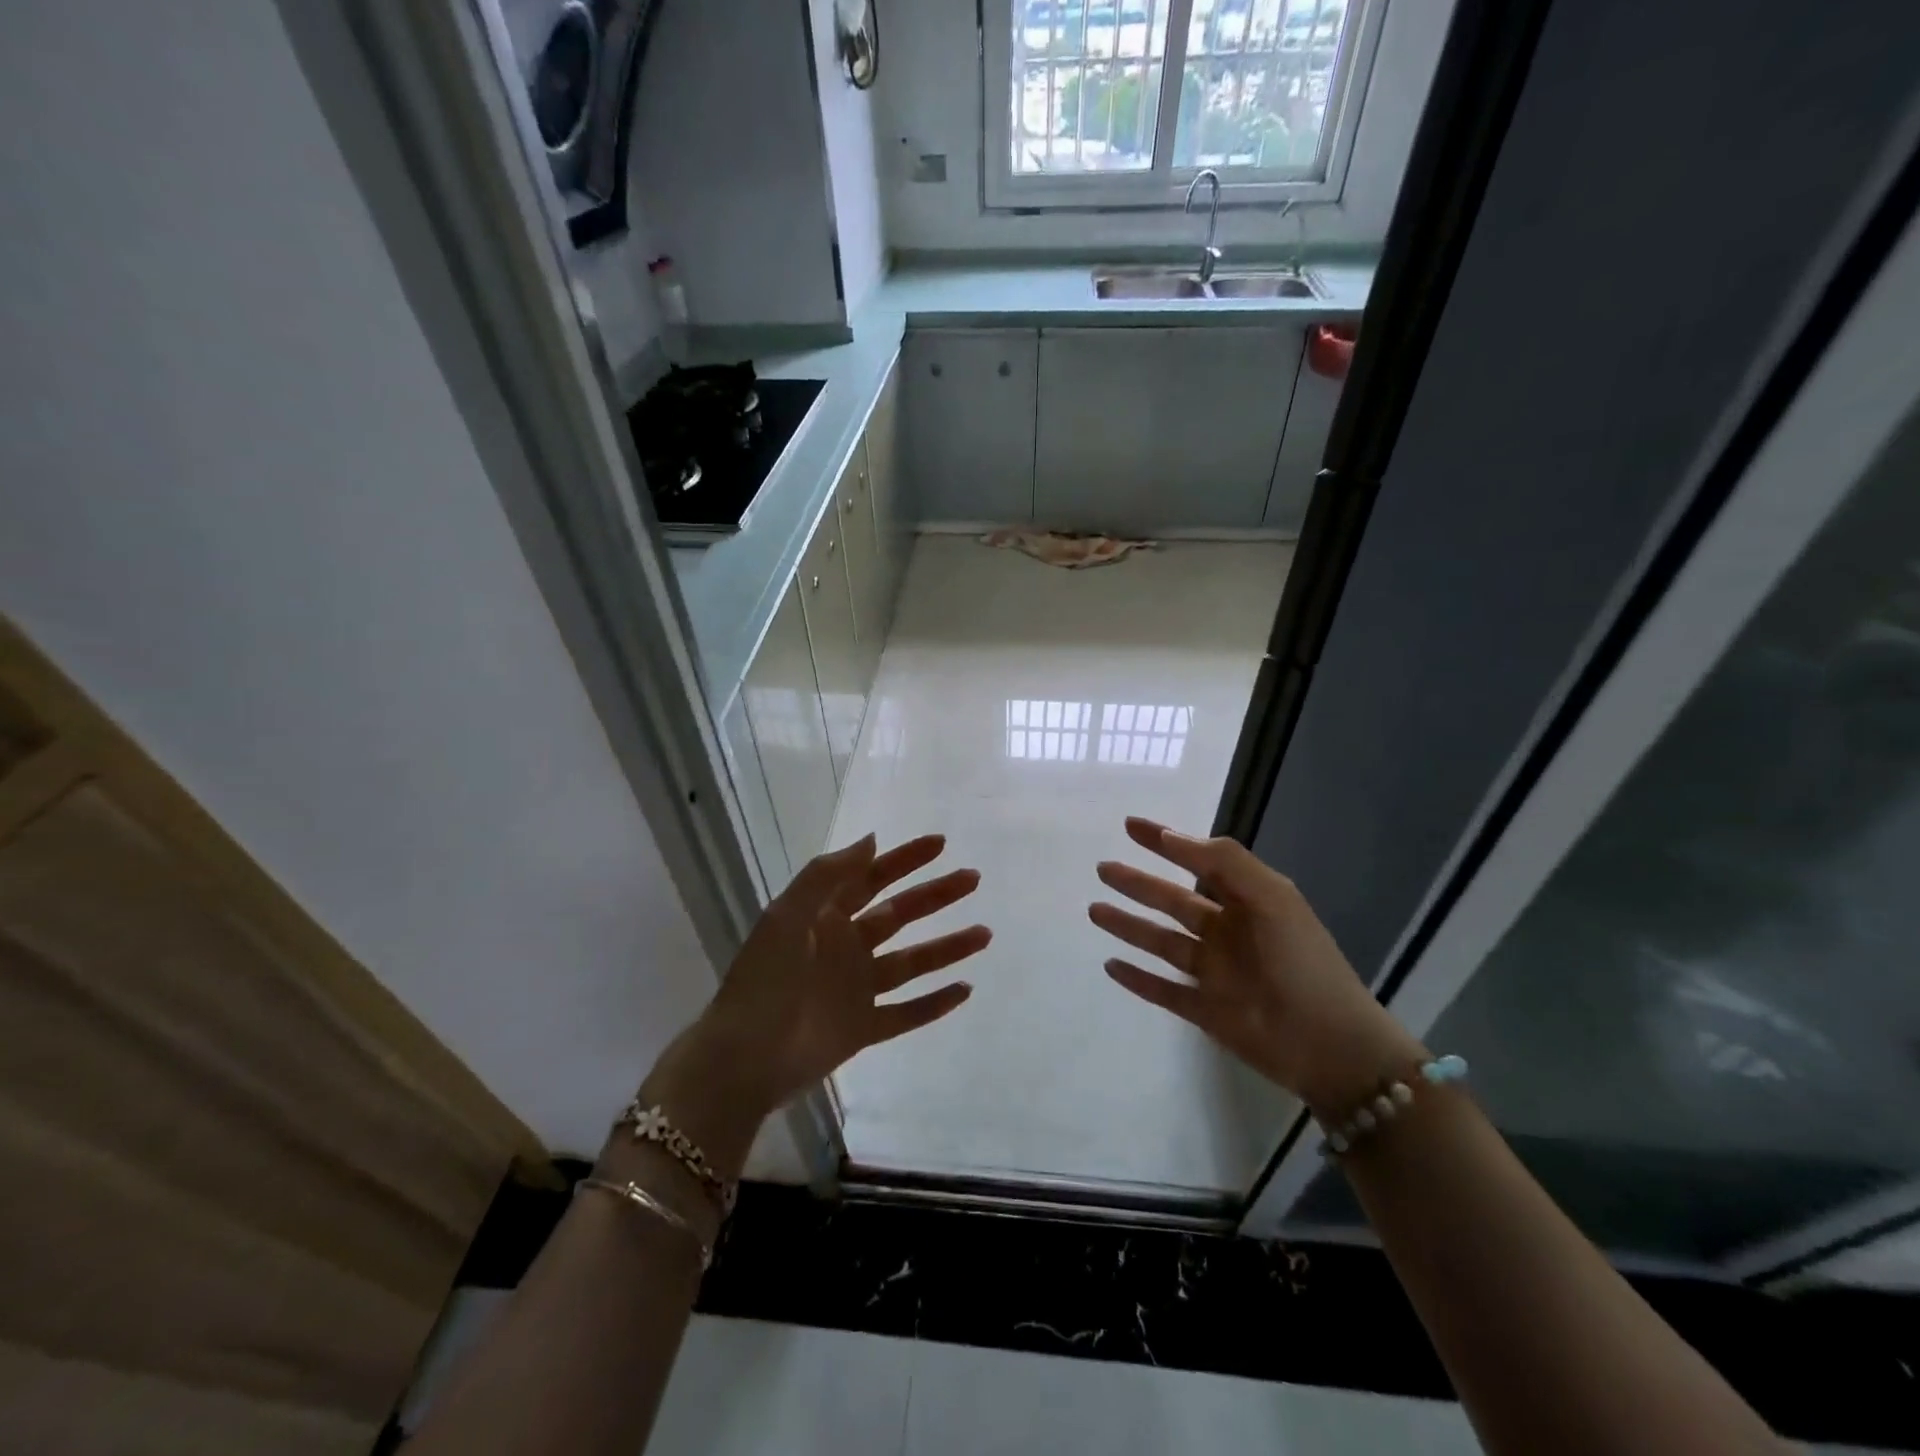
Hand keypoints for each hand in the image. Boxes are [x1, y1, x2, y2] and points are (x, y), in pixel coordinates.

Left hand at [638, 833, 989, 1173]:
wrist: (742, 1059)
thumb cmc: (763, 981)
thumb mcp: (787, 916)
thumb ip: (828, 876)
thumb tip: (872, 839)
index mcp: (825, 918)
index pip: (872, 878)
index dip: (904, 859)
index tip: (940, 844)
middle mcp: (846, 948)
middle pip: (900, 915)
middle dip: (935, 896)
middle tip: (973, 879)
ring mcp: (857, 990)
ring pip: (912, 963)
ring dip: (947, 948)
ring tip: (984, 934)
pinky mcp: (863, 1030)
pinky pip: (906, 1014)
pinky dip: (934, 1005)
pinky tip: (965, 991)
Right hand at [1090, 817, 1423, 1112]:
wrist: (1330, 1047)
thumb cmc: (1302, 963)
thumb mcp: (1273, 898)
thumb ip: (1226, 862)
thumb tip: (1173, 837)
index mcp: (1247, 902)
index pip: (1198, 862)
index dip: (1165, 842)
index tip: (1130, 825)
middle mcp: (1226, 932)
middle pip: (1172, 901)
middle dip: (1138, 884)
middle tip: (1103, 869)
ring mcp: (1213, 973)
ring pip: (1160, 942)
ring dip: (1128, 926)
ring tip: (1094, 910)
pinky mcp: (1204, 1010)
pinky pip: (1162, 990)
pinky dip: (1137, 978)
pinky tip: (1110, 965)